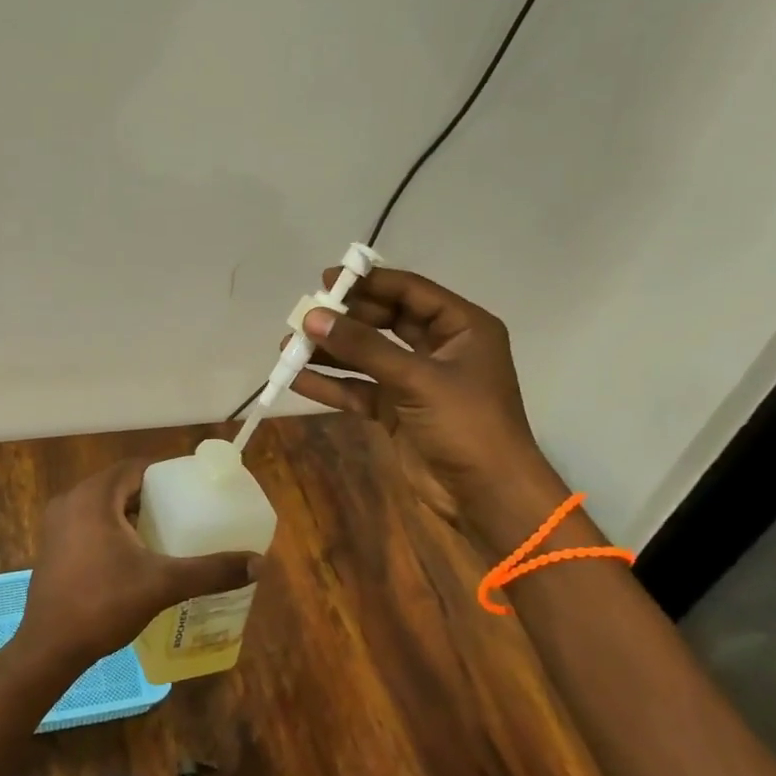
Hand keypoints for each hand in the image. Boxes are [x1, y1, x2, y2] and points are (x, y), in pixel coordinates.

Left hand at [6, 460, 256, 685]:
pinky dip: (112, 529)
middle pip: (119, 485)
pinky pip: (88, 524)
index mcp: (93, 497)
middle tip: (184, 511)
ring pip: (103, 506)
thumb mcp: (162, 584)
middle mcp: (70, 501)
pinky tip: (134, 554)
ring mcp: (56, 525)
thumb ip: (210, 571)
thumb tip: (258, 563)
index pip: (135, 468)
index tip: (191, 487)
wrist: (49, 648)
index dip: (165, 474)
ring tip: (165, 531)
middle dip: (151, 495)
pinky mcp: (52, 547)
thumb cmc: (103, 604)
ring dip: (131, 513)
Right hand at [290, 267, 568, 553]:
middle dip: (344, 320)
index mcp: (461, 328)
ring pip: (366, 357)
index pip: (409, 292)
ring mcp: (416, 381)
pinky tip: (297, 379)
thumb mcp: (416, 379)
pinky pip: (359, 389)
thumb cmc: (466, 424)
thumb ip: (363, 347)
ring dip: (330, 352)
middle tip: (304, 315)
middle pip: (384, 322)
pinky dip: (331, 385)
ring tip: (288, 345)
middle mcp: (439, 348)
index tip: (326, 280)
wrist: (487, 496)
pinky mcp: (397, 411)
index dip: (369, 283)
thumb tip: (312, 317)